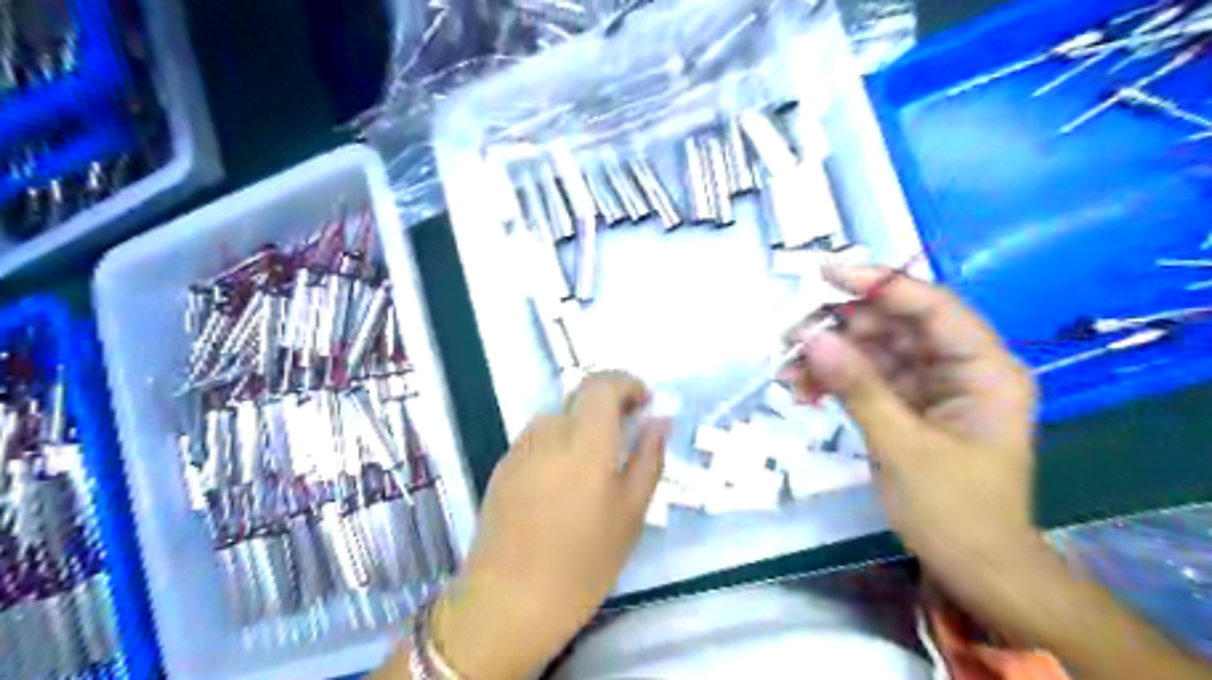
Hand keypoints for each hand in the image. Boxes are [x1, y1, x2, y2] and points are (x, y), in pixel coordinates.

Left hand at [430, 373, 672, 678]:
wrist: (508, 602)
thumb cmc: (582, 563)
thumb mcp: (630, 514)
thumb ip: (648, 459)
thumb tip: (659, 422)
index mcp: (585, 440)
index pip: (602, 383)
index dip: (627, 383)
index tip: (645, 402)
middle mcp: (548, 432)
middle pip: (580, 398)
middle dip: (609, 405)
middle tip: (628, 434)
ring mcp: (520, 448)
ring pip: (558, 418)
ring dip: (582, 426)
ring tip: (597, 465)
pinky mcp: (502, 467)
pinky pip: (539, 440)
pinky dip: (560, 444)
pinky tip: (564, 485)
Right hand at [788, 263, 1041, 609]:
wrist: (971, 566)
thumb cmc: (955, 511)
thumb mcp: (903, 447)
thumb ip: (858, 388)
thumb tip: (811, 339)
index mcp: (985, 370)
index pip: (933, 309)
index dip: (881, 286)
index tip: (827, 275)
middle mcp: (959, 368)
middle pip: (896, 325)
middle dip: (842, 327)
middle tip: (791, 333)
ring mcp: (930, 385)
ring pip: (873, 351)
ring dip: (829, 357)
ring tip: (787, 369)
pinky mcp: (906, 404)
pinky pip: (865, 378)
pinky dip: (833, 381)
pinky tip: (801, 389)